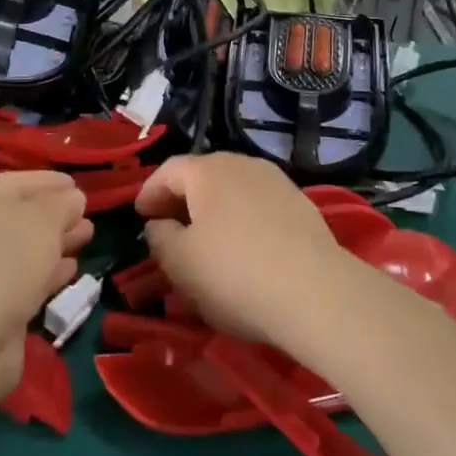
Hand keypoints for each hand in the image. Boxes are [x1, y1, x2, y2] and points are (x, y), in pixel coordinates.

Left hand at [0, 171, 91, 397]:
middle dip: (57, 215)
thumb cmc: (2, 263)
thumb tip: (73, 199)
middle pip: (21, 216)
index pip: (17, 182)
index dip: (49, 181)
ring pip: (25, 250)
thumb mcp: (42, 220)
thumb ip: (62, 204)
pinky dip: (48, 273)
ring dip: (56, 243)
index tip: (78, 184)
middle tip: (88, 216)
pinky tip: (72, 270)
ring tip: (88, 238)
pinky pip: (25, 280)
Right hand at [134, 154, 354, 348]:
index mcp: (207, 170)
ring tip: (206, 240)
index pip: (168, 171)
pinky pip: (259, 205)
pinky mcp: (301, 204)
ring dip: (214, 209)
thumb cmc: (234, 274)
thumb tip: (160, 224)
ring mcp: (276, 181)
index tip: (140, 216)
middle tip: (169, 227)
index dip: (149, 192)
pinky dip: (242, 219)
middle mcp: (242, 164)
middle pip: (203, 175)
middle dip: (182, 199)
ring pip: (233, 189)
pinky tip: (244, 247)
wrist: (315, 291)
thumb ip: (160, 238)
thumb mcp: (180, 263)